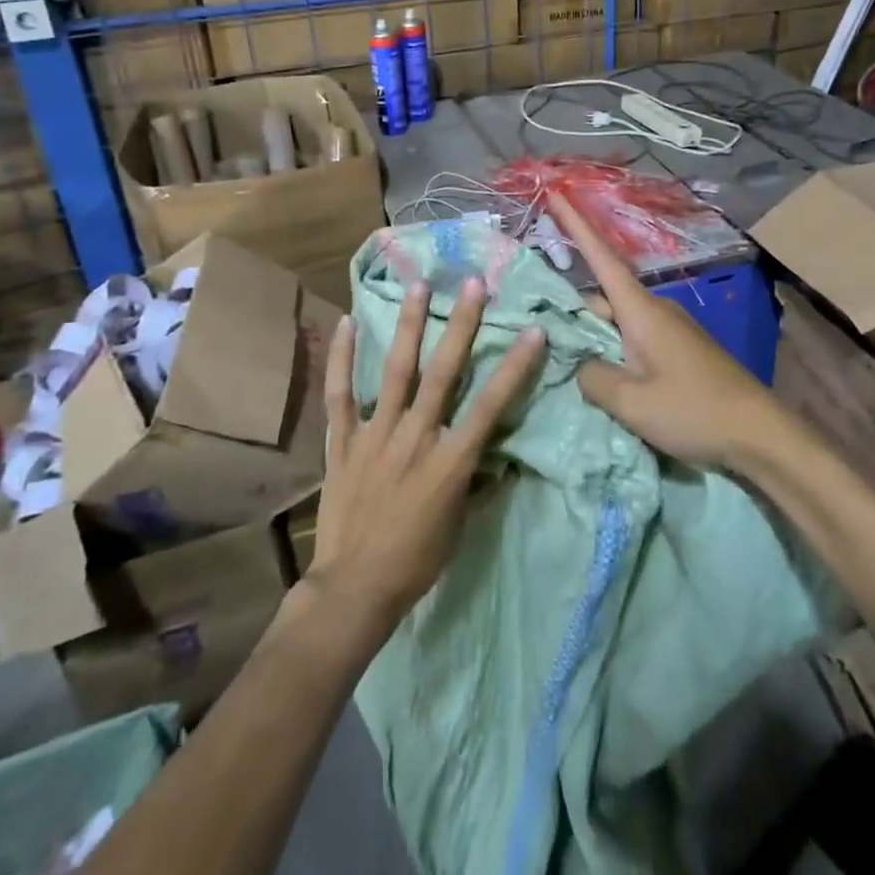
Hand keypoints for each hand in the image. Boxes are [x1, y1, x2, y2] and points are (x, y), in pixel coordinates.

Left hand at [305, 279, 544, 638]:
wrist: (354, 589)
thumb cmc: (416, 561)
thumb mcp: (460, 524)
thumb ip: (476, 480)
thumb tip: (495, 453)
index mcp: (449, 461)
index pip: (490, 406)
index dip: (515, 367)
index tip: (534, 331)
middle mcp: (414, 438)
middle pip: (443, 373)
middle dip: (461, 325)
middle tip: (473, 284)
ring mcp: (375, 435)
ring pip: (395, 371)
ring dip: (408, 326)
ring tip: (418, 287)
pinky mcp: (342, 442)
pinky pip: (340, 394)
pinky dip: (341, 359)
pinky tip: (346, 322)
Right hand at [548, 196, 782, 470]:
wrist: (761, 433)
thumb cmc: (695, 411)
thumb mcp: (633, 403)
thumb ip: (594, 379)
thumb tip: (580, 365)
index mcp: (641, 311)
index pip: (601, 257)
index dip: (576, 225)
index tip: (556, 194)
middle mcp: (655, 310)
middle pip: (602, 298)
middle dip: (573, 312)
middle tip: (542, 338)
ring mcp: (670, 329)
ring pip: (617, 321)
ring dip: (594, 337)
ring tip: (569, 365)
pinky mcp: (679, 349)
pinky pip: (634, 339)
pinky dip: (614, 350)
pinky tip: (606, 380)